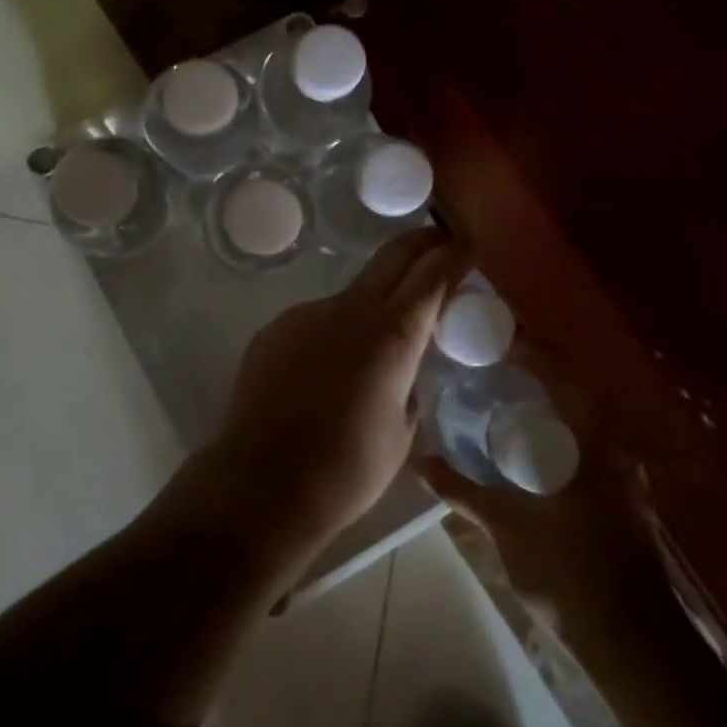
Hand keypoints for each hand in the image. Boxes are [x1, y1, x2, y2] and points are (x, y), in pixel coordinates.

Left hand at [204, 229, 466, 572]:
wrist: (260, 484)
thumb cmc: (345, 471)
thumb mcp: (400, 434)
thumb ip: (407, 388)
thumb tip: (400, 376)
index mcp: (391, 337)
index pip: (430, 277)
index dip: (452, 256)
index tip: (466, 245)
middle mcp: (348, 311)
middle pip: (391, 258)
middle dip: (419, 245)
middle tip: (437, 242)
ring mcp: (306, 315)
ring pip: (350, 296)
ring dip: (370, 305)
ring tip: (367, 352)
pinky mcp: (274, 329)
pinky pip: (315, 322)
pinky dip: (330, 335)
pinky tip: (321, 375)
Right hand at [417, 342, 665, 657]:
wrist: (635, 645)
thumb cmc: (569, 570)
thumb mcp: (506, 526)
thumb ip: (462, 489)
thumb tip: (419, 461)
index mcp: (590, 436)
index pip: (556, 369)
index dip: (525, 344)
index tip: (489, 330)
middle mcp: (612, 444)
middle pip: (570, 388)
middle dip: (531, 371)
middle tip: (485, 362)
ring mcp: (622, 474)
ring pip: (579, 420)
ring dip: (545, 403)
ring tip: (500, 398)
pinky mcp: (622, 500)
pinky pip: (585, 447)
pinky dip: (556, 434)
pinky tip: (527, 449)